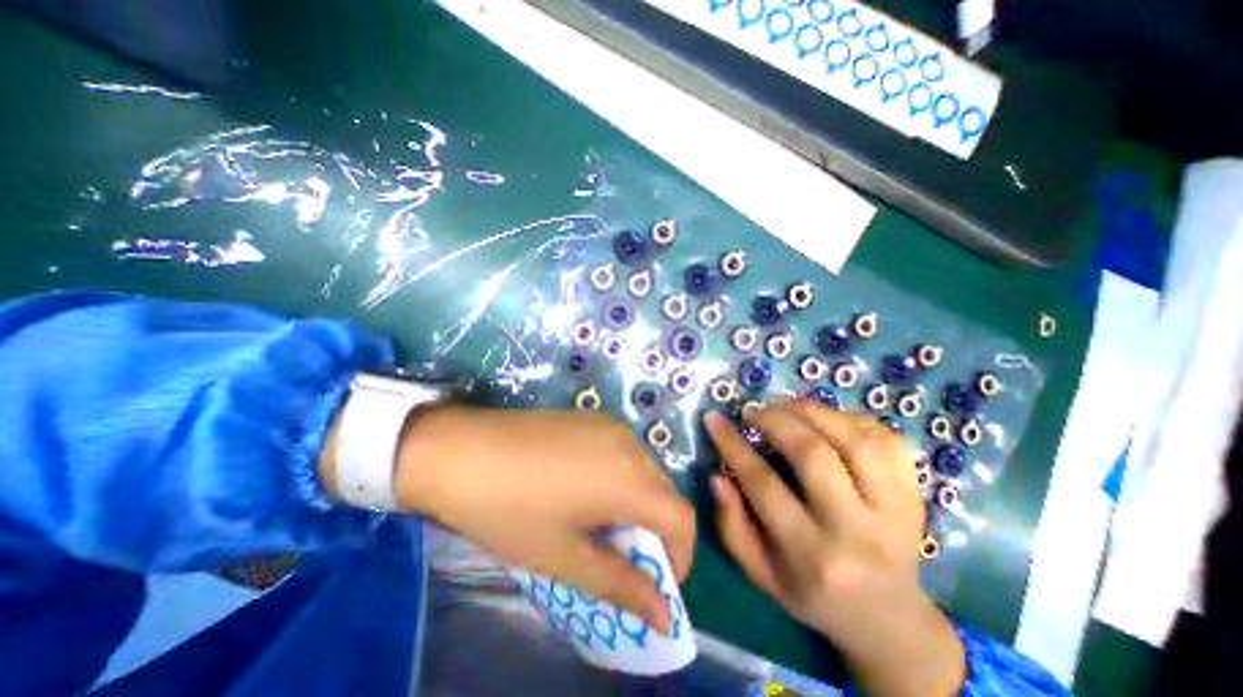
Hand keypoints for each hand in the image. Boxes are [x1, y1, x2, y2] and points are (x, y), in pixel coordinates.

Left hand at [393, 405, 695, 634]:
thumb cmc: (509, 509)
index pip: (682, 518)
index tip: (656, 581)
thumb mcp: (563, 556)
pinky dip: (622, 476)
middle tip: (622, 555)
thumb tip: (663, 614)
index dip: (679, 555)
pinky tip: (586, 487)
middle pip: (665, 493)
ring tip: (601, 522)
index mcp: (629, 479)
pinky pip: (625, 451)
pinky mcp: (592, 417)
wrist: (461, 449)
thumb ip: (620, 584)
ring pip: (646, 470)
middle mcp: (631, 445)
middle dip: (655, 530)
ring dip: (638, 502)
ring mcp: (612, 425)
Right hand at [704, 400, 963, 694]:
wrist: (889, 616)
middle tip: (754, 412)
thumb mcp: (761, 573)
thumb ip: (733, 526)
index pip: (764, 486)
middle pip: (814, 454)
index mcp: (812, 556)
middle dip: (775, 421)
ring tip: (785, 406)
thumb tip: (718, 476)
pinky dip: (850, 418)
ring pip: (853, 439)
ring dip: (812, 412)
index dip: (733, 445)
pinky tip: (825, 418)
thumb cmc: (813, 593)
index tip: (714, 419)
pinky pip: (885, 438)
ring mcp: (895, 508)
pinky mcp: (915, 492)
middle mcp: (857, 530)